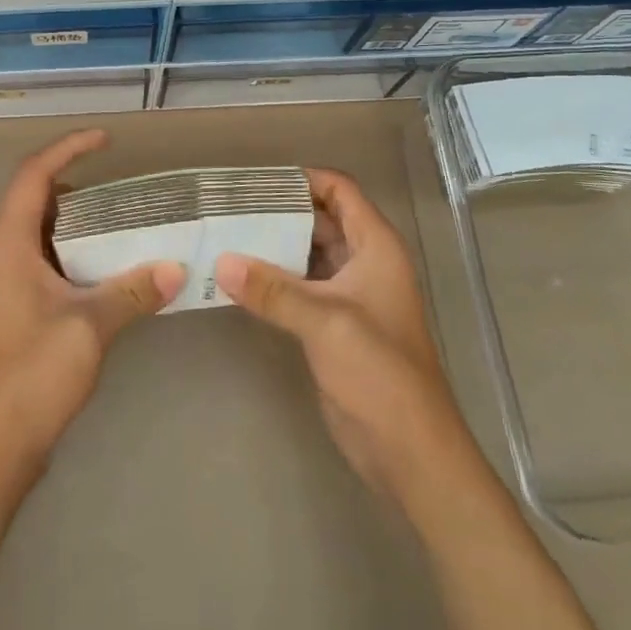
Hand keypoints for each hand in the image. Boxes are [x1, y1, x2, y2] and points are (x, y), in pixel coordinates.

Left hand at [0, 129, 184, 496]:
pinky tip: (109, 271)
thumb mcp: (91, 326)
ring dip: (79, 223)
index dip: (68, 148)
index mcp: (8, 244)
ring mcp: (4, 283)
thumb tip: (177, 267)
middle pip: (37, 199)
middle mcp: (0, 254)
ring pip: (42, 232)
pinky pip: (44, 261)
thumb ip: (134, 291)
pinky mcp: (13, 308)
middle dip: (79, 186)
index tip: (106, 140)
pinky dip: (75, 253)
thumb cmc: (32, 374)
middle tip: (125, 191)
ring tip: (125, 225)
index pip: (34, 175)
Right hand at [215, 168, 469, 511]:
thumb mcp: (325, 321)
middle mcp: (364, 262)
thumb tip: (221, 263)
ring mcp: (348, 294)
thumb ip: (272, 290)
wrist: (409, 450)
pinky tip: (238, 280)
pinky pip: (300, 287)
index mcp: (376, 246)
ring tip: (225, 237)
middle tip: (229, 208)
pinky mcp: (332, 325)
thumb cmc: (379, 371)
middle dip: (279, 212)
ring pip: (307, 254)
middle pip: (320, 219)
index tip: (257, 181)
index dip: (303, 179)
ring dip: (273, 247)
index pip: (340, 190)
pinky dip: (273, 280)